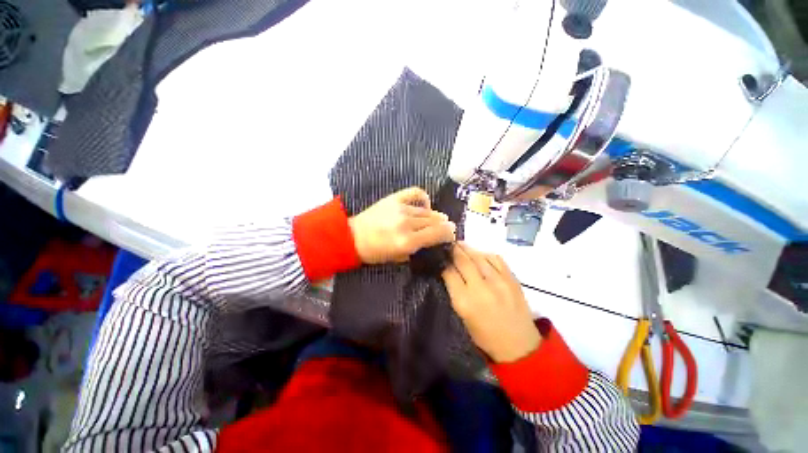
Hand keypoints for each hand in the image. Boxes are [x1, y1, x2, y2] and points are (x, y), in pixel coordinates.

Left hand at [348, 187, 455, 263]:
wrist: (351, 237)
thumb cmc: (374, 252)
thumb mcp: (397, 258)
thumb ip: (416, 250)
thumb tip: (431, 242)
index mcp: (407, 242)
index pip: (437, 234)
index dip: (449, 234)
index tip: (452, 235)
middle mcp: (407, 224)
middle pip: (435, 221)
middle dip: (445, 225)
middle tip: (448, 228)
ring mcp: (400, 209)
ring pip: (427, 211)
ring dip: (436, 216)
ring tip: (438, 219)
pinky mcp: (394, 199)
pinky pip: (415, 193)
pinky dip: (424, 198)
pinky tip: (425, 204)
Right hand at [442, 243, 540, 362]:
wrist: (519, 346)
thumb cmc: (485, 336)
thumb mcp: (462, 316)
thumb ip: (455, 291)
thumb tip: (448, 270)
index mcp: (465, 301)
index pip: (449, 272)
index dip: (443, 262)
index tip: (439, 257)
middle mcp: (481, 288)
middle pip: (463, 260)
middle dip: (453, 250)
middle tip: (447, 244)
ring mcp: (499, 281)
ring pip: (478, 256)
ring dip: (467, 248)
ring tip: (460, 245)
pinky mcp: (512, 279)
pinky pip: (495, 258)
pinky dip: (484, 254)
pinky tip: (479, 254)